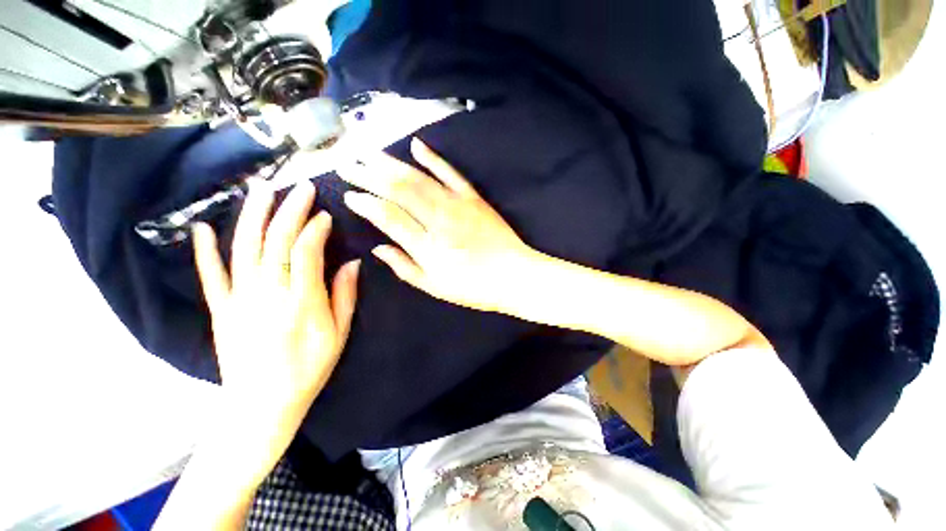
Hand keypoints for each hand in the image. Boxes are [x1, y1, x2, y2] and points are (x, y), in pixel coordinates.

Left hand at [192, 180, 359, 460]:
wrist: (261, 404)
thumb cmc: (308, 369)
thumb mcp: (339, 334)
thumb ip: (345, 295)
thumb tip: (353, 263)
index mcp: (301, 301)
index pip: (306, 251)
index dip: (316, 228)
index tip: (326, 215)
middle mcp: (268, 293)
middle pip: (276, 241)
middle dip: (290, 210)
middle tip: (302, 188)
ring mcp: (239, 299)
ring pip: (244, 248)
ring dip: (253, 216)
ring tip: (262, 190)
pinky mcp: (220, 309)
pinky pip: (210, 275)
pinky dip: (204, 250)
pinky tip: (201, 227)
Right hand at [339, 138, 537, 313]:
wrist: (515, 275)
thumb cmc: (475, 287)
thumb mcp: (436, 287)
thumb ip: (405, 267)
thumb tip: (378, 247)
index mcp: (428, 247)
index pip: (388, 216)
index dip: (365, 203)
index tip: (348, 195)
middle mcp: (439, 220)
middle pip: (399, 190)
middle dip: (369, 175)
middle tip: (347, 165)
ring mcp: (458, 205)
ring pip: (419, 178)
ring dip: (391, 163)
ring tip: (368, 152)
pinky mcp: (474, 198)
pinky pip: (451, 173)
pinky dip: (433, 158)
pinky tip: (416, 145)